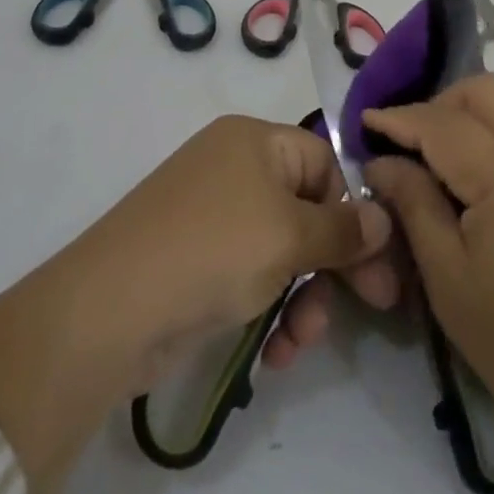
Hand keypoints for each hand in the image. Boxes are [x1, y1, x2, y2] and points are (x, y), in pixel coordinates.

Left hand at [64, 113, 400, 384]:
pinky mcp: (198, 262)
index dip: (350, 209)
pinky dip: (270, 308)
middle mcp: (235, 169)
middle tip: (375, 306)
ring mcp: (213, 217)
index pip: (324, 163)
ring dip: (304, 297)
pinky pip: (253, 275)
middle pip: (307, 210)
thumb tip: (385, 217)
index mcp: (256, 141)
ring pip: (283, 251)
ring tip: (300, 342)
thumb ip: (343, 230)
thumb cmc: (213, 251)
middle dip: (334, 264)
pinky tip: (274, 352)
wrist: (109, 311)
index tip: (376, 261)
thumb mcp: (288, 236)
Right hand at [365, 76, 493, 493]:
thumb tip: (382, 162)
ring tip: (430, 159)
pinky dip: (488, 136)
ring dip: (463, 116)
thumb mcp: (448, 278)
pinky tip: (468, 178)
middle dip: (436, 103)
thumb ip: (413, 204)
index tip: (362, 122)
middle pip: (483, 91)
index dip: (398, 118)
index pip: (443, 123)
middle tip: (403, 143)